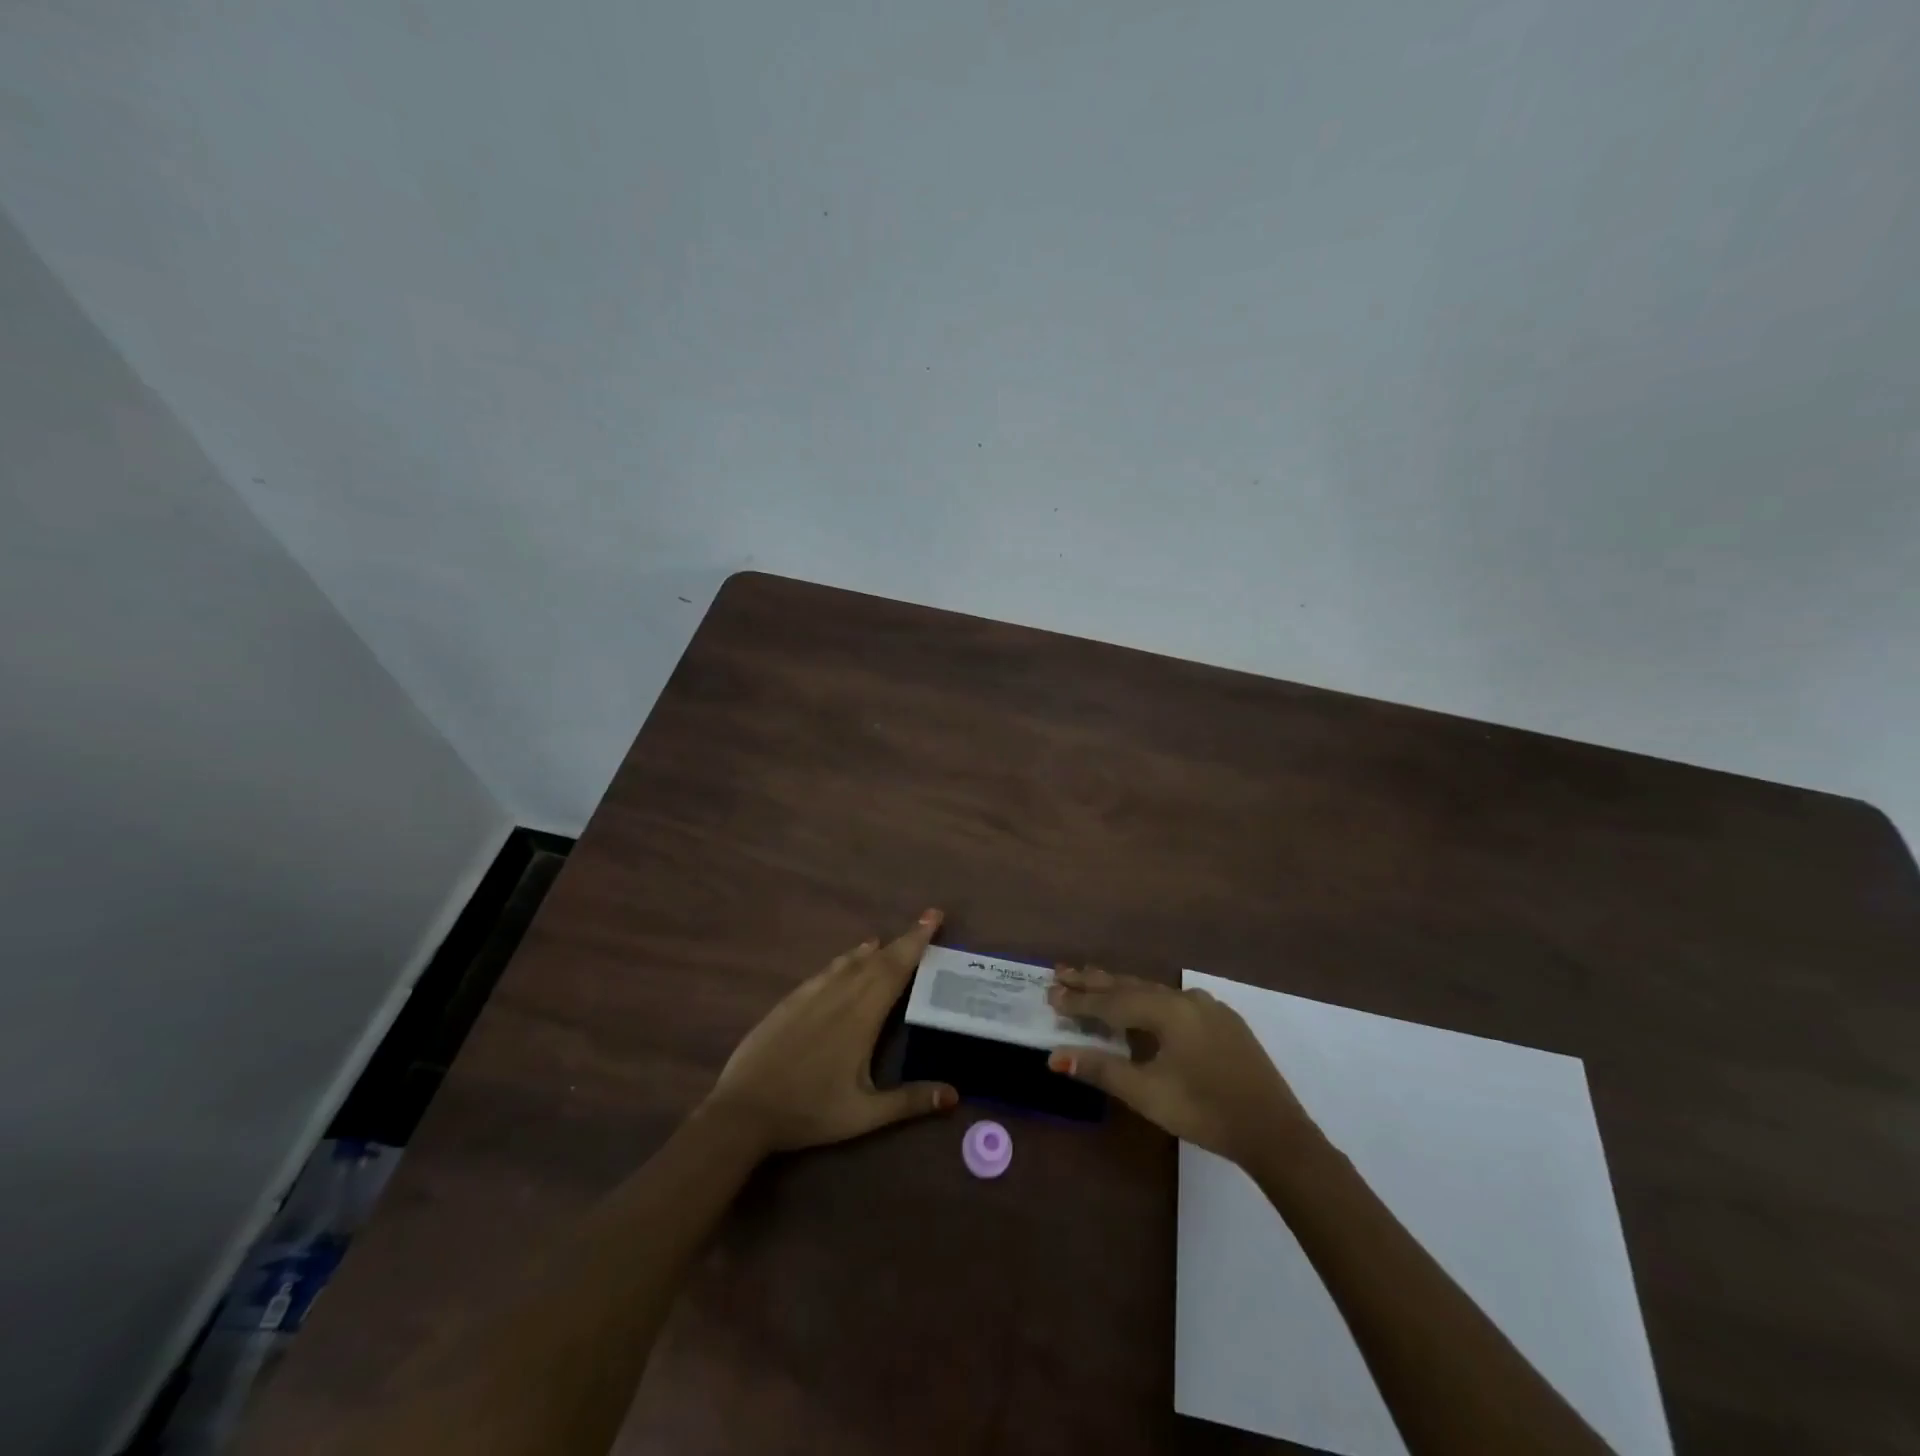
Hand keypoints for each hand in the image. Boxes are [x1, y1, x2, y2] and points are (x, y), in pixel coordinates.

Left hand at [704, 910, 957, 1154]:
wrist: (745, 1109)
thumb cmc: (809, 1111)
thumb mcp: (864, 1115)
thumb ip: (909, 1101)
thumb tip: (955, 1095)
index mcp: (863, 1017)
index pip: (896, 969)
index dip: (917, 941)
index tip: (934, 916)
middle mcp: (840, 995)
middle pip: (879, 959)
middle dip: (905, 938)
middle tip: (927, 920)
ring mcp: (812, 995)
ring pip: (851, 962)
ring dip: (875, 949)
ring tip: (890, 941)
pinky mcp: (791, 1001)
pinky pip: (826, 970)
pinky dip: (845, 959)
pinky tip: (847, 960)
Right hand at [1046, 965, 1314, 1166]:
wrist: (1274, 1132)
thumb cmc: (1204, 1111)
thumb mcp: (1147, 1093)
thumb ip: (1101, 1070)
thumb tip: (1055, 1056)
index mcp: (1167, 1010)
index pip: (1112, 1001)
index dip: (1079, 1000)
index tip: (1049, 993)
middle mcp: (1186, 998)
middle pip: (1131, 986)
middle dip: (1095, 981)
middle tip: (1062, 972)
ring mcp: (1209, 1008)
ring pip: (1154, 991)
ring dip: (1121, 988)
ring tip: (1093, 981)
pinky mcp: (1224, 1023)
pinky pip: (1175, 1002)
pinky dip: (1148, 1000)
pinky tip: (1145, 1005)